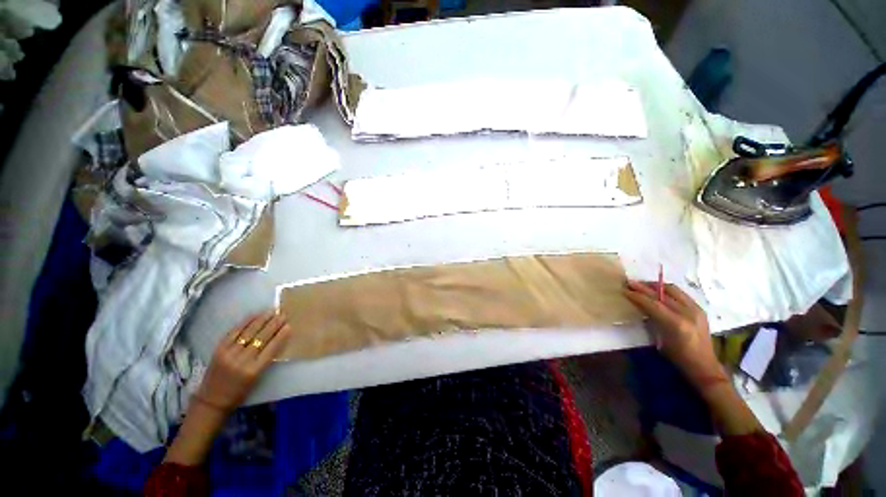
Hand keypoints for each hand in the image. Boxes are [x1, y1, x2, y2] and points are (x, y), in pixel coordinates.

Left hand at [194, 311, 291, 412]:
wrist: (211, 400)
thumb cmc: (239, 392)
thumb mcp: (257, 378)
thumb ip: (266, 359)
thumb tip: (277, 340)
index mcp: (254, 370)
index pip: (271, 348)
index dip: (281, 336)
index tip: (289, 326)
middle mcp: (241, 360)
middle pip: (261, 338)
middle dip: (274, 324)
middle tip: (283, 314)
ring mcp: (228, 353)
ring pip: (248, 332)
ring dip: (262, 320)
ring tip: (272, 311)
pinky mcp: (218, 349)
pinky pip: (234, 332)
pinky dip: (246, 322)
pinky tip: (254, 315)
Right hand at [624, 280, 726, 387]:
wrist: (704, 365)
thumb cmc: (678, 357)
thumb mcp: (660, 340)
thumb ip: (653, 320)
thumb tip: (640, 306)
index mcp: (677, 324)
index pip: (653, 303)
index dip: (637, 296)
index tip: (624, 290)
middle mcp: (688, 313)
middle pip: (662, 293)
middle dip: (644, 287)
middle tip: (630, 283)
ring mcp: (696, 310)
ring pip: (672, 290)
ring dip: (655, 286)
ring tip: (642, 285)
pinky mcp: (699, 309)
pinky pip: (680, 294)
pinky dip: (666, 290)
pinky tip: (658, 292)